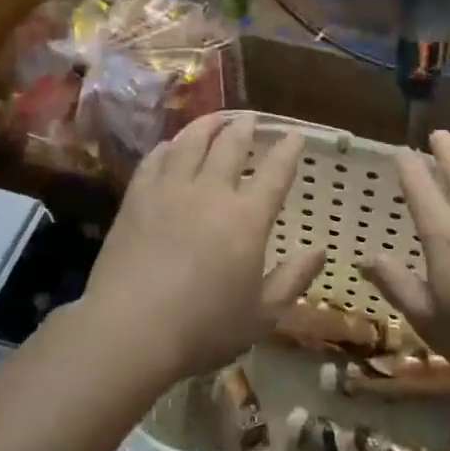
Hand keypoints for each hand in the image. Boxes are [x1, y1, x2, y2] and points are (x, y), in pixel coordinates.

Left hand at [82, 113, 322, 382]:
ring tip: (215, 118)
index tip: (294, 135)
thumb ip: (294, 279)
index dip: (288, 150)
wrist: (129, 331)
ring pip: (191, 143)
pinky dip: (168, 147)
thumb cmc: (203, 329)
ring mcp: (170, 191)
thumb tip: (320, 250)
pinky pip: (154, 160)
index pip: (275, 172)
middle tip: (251, 118)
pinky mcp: (136, 199)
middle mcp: (210, 192)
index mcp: (247, 218)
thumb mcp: (262, 315)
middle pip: (231, 146)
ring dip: (207, 125)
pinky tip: (170, 145)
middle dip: (245, 128)